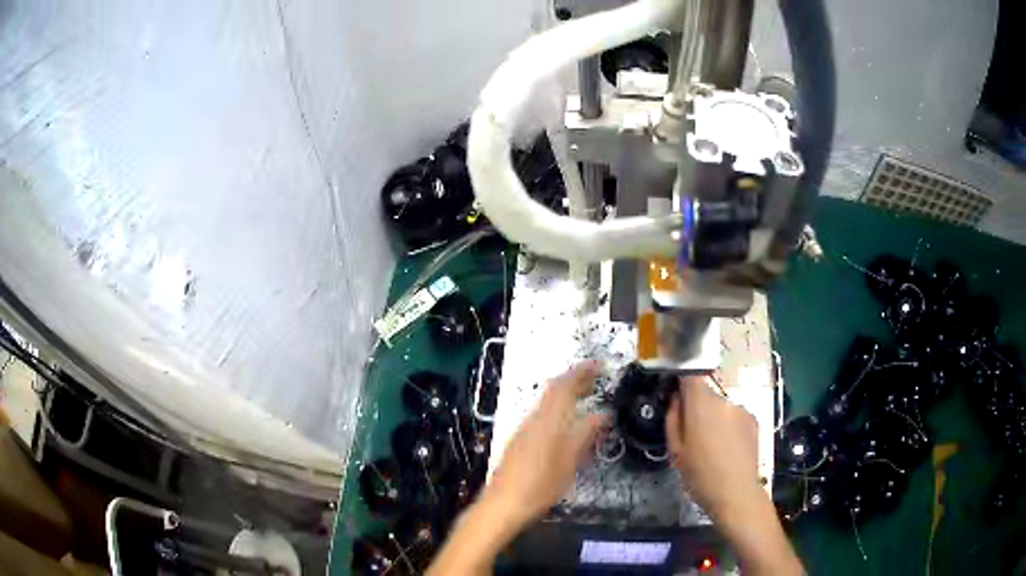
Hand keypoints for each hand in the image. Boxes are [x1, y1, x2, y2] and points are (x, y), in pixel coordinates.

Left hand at [483, 361, 610, 527]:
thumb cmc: (540, 485)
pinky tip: (567, 421)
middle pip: (553, 390)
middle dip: (574, 379)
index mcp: (548, 420)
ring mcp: (523, 429)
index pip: (564, 385)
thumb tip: (603, 414)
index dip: (582, 372)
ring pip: (546, 402)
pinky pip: (542, 414)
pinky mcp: (519, 440)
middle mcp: (533, 419)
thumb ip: (585, 434)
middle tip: (595, 377)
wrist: (503, 503)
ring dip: (565, 393)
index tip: (598, 364)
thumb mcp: (570, 462)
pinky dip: (558, 408)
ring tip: (585, 396)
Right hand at [665, 374, 760, 520]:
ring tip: (712, 444)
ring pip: (721, 406)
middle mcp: (724, 400)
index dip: (682, 379)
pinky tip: (727, 448)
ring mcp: (741, 409)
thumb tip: (676, 399)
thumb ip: (673, 419)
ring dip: (714, 417)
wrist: (736, 493)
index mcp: (701, 405)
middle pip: (706, 393)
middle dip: (698, 406)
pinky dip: (729, 425)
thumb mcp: (675, 450)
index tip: (676, 391)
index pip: (690, 374)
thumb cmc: (699, 475)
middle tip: (692, 432)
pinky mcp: (753, 419)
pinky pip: (735, 416)